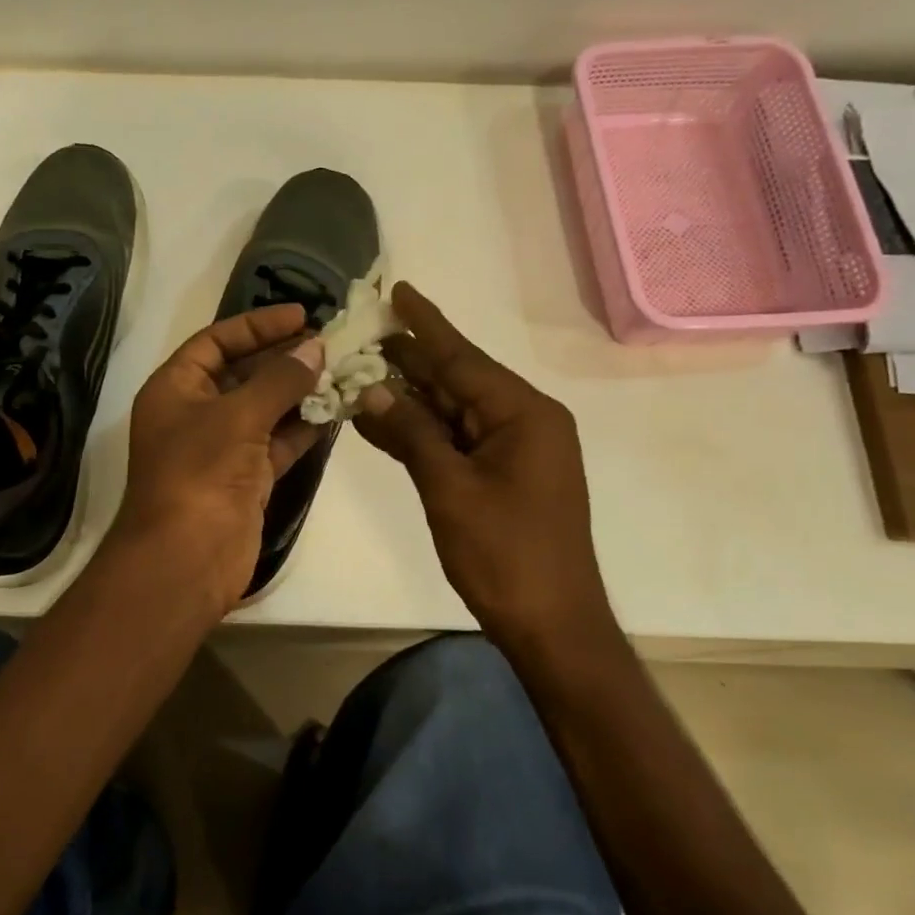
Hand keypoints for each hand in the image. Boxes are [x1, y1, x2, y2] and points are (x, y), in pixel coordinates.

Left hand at [108, 304, 324, 615]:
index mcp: (175, 388)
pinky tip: (337, 410)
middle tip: (331, 343)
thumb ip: (279, 379)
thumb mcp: (238, 416)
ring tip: (344, 371)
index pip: (215, 342)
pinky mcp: (247, 478)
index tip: (300, 314)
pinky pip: (278, 442)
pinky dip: (304, 428)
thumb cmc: (200, 472)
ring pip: (265, 409)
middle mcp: (196, 413)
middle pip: (243, 373)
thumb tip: (316, 347)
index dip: (256, 325)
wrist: (187, 558)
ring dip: (300, 392)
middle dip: (284, 358)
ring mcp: (222, 448)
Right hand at [355, 283, 617, 653]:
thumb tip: (371, 390)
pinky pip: (456, 442)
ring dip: (410, 398)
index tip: (398, 290)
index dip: (426, 325)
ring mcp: (515, 451)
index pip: (464, 358)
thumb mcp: (449, 488)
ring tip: (363, 371)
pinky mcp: (502, 477)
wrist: (550, 623)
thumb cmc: (504, 553)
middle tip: (364, 334)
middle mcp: (524, 422)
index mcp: (523, 414)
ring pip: (453, 412)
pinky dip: (421, 433)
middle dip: (412, 360)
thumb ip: (411, 433)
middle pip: (458, 381)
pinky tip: (382, 422)